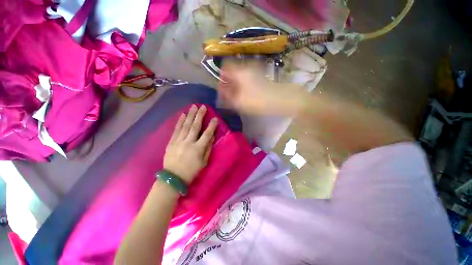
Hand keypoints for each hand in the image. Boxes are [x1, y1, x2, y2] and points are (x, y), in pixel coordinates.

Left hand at [163, 105, 217, 183]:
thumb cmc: (192, 171)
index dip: (211, 126)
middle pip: (195, 126)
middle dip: (200, 115)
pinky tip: (183, 114)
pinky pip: (176, 130)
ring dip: (190, 115)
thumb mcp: (204, 162)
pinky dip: (180, 121)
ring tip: (193, 106)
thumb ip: (208, 148)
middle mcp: (188, 142)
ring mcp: (178, 141)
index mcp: (198, 149)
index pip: (207, 134)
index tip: (215, 118)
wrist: (173, 178)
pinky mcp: (171, 142)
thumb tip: (211, 136)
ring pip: (185, 126)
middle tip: (203, 106)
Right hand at [219, 62, 307, 115]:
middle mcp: (247, 68)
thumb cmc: (259, 100)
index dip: (221, 77)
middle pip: (233, 71)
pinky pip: (248, 79)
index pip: (225, 66)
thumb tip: (222, 93)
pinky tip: (246, 95)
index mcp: (240, 71)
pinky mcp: (261, 77)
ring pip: (241, 75)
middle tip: (229, 94)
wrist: (282, 99)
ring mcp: (255, 71)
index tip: (222, 88)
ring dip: (236, 85)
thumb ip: (228, 97)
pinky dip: (244, 86)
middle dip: (229, 82)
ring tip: (237, 96)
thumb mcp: (240, 101)